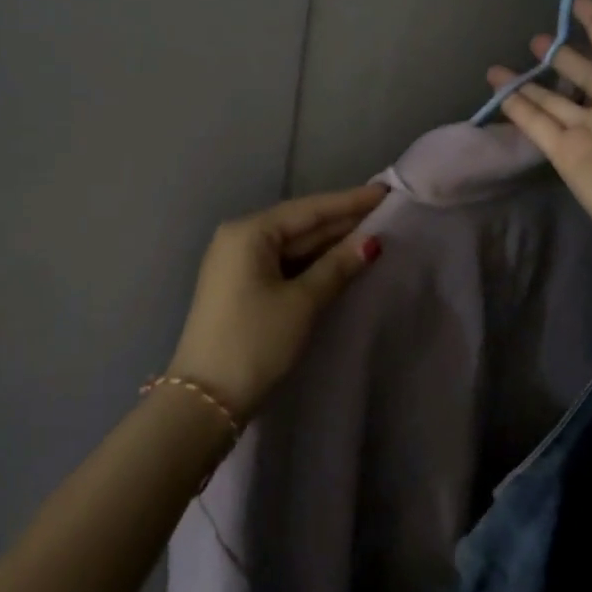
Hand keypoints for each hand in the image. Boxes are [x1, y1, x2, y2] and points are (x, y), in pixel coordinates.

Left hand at [167, 184, 387, 420]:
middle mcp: (240, 239)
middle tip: (385, 212)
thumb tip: (371, 241)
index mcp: (249, 232)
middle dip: (342, 221)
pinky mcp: (241, 287)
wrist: (205, 400)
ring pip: (293, 245)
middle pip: (300, 224)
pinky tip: (341, 261)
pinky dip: (313, 263)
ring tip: (373, 233)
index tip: (385, 191)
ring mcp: (238, 264)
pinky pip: (284, 263)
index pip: (309, 209)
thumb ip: (337, 267)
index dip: (350, 201)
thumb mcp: (302, 302)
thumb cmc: (255, 341)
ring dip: (330, 243)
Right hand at [486, 0, 591, 267]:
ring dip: (531, 80)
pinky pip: (535, 122)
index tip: (578, 1)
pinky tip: (497, 85)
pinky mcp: (564, 153)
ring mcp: (588, 131)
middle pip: (584, 73)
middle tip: (539, 37)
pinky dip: (516, 105)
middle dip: (563, 54)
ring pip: (553, 98)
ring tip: (505, 62)